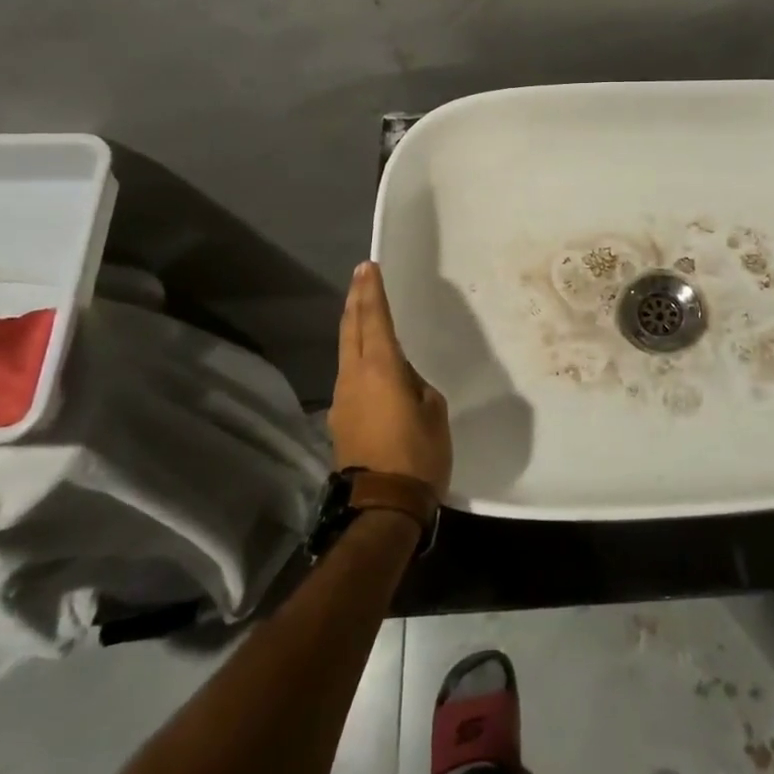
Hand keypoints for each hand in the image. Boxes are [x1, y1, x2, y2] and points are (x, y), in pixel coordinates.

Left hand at [327, 263, 451, 497]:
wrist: (382, 506)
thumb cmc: (417, 454)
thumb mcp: (433, 411)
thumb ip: (417, 385)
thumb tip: (404, 381)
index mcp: (380, 369)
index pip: (374, 319)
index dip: (372, 292)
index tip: (369, 268)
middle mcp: (354, 377)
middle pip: (350, 330)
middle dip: (356, 301)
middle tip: (361, 277)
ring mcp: (342, 399)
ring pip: (346, 352)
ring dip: (354, 328)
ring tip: (364, 312)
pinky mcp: (340, 420)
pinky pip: (350, 376)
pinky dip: (357, 357)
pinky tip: (368, 362)